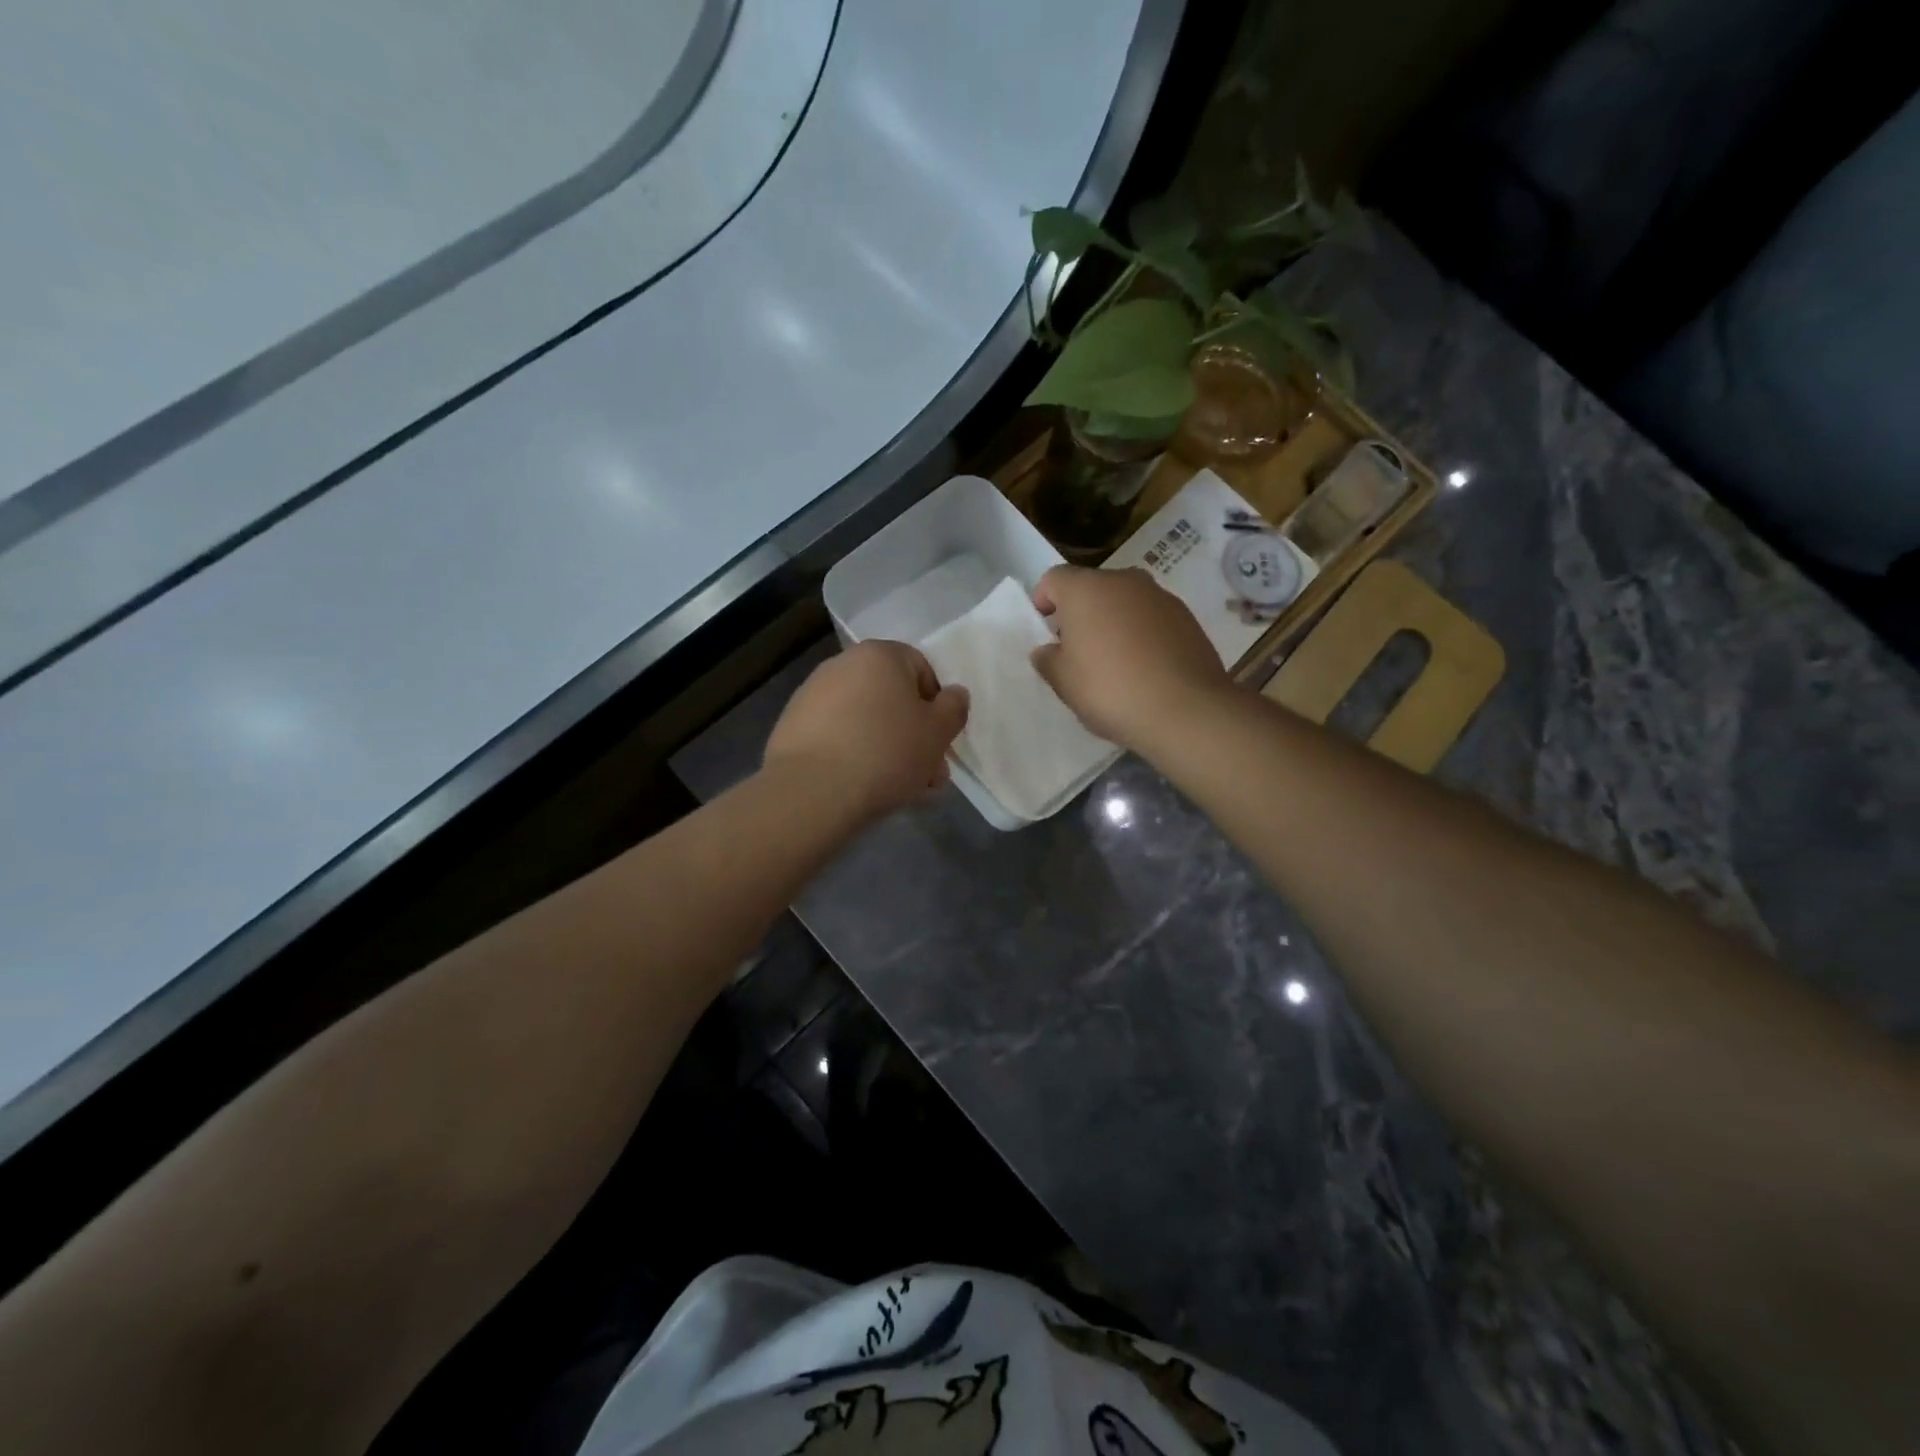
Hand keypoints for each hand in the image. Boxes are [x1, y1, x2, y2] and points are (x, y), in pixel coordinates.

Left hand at [765, 640, 969, 819]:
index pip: (922, 669)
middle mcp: (842, 665)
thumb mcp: (938, 732)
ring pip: (866, 721)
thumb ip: (954, 708)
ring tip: (899, 789)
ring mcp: (812, 694)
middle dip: (913, 735)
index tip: (940, 741)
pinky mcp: (792, 726)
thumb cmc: (886, 752)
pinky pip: (837, 737)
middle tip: (927, 776)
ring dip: (887, 749)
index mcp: (880, 655)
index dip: (937, 707)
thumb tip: (954, 695)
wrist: (812, 791)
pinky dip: (854, 756)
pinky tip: (863, 788)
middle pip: (892, 698)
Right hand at [1030, 566, 1229, 750]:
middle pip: (1093, 588)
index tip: (1045, 630)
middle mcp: (1124, 581)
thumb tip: (1048, 650)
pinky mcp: (1187, 618)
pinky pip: (1152, 619)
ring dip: (1114, 622)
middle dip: (1081, 613)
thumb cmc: (1109, 690)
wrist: (1184, 710)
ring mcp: (1160, 597)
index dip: (1044, 601)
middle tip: (1077, 650)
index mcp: (1086, 589)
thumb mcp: (1063, 682)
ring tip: (1114, 662)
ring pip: (1126, 602)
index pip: (1054, 579)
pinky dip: (1143, 634)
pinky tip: (1144, 668)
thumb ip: (1048, 660)